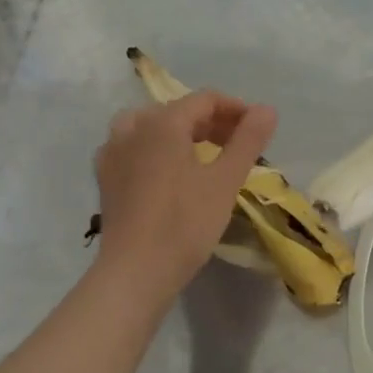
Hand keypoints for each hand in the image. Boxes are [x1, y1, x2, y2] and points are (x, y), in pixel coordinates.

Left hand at [93, 92, 276, 305]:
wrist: (135, 273)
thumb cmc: (185, 224)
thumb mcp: (225, 180)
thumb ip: (248, 140)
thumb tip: (267, 109)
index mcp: (163, 123)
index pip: (205, 100)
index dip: (235, 109)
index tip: (257, 129)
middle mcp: (134, 128)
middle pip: (178, 110)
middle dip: (211, 122)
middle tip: (236, 145)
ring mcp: (113, 152)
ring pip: (151, 125)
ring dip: (179, 131)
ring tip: (201, 153)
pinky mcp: (105, 178)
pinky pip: (132, 145)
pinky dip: (153, 147)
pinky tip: (165, 169)